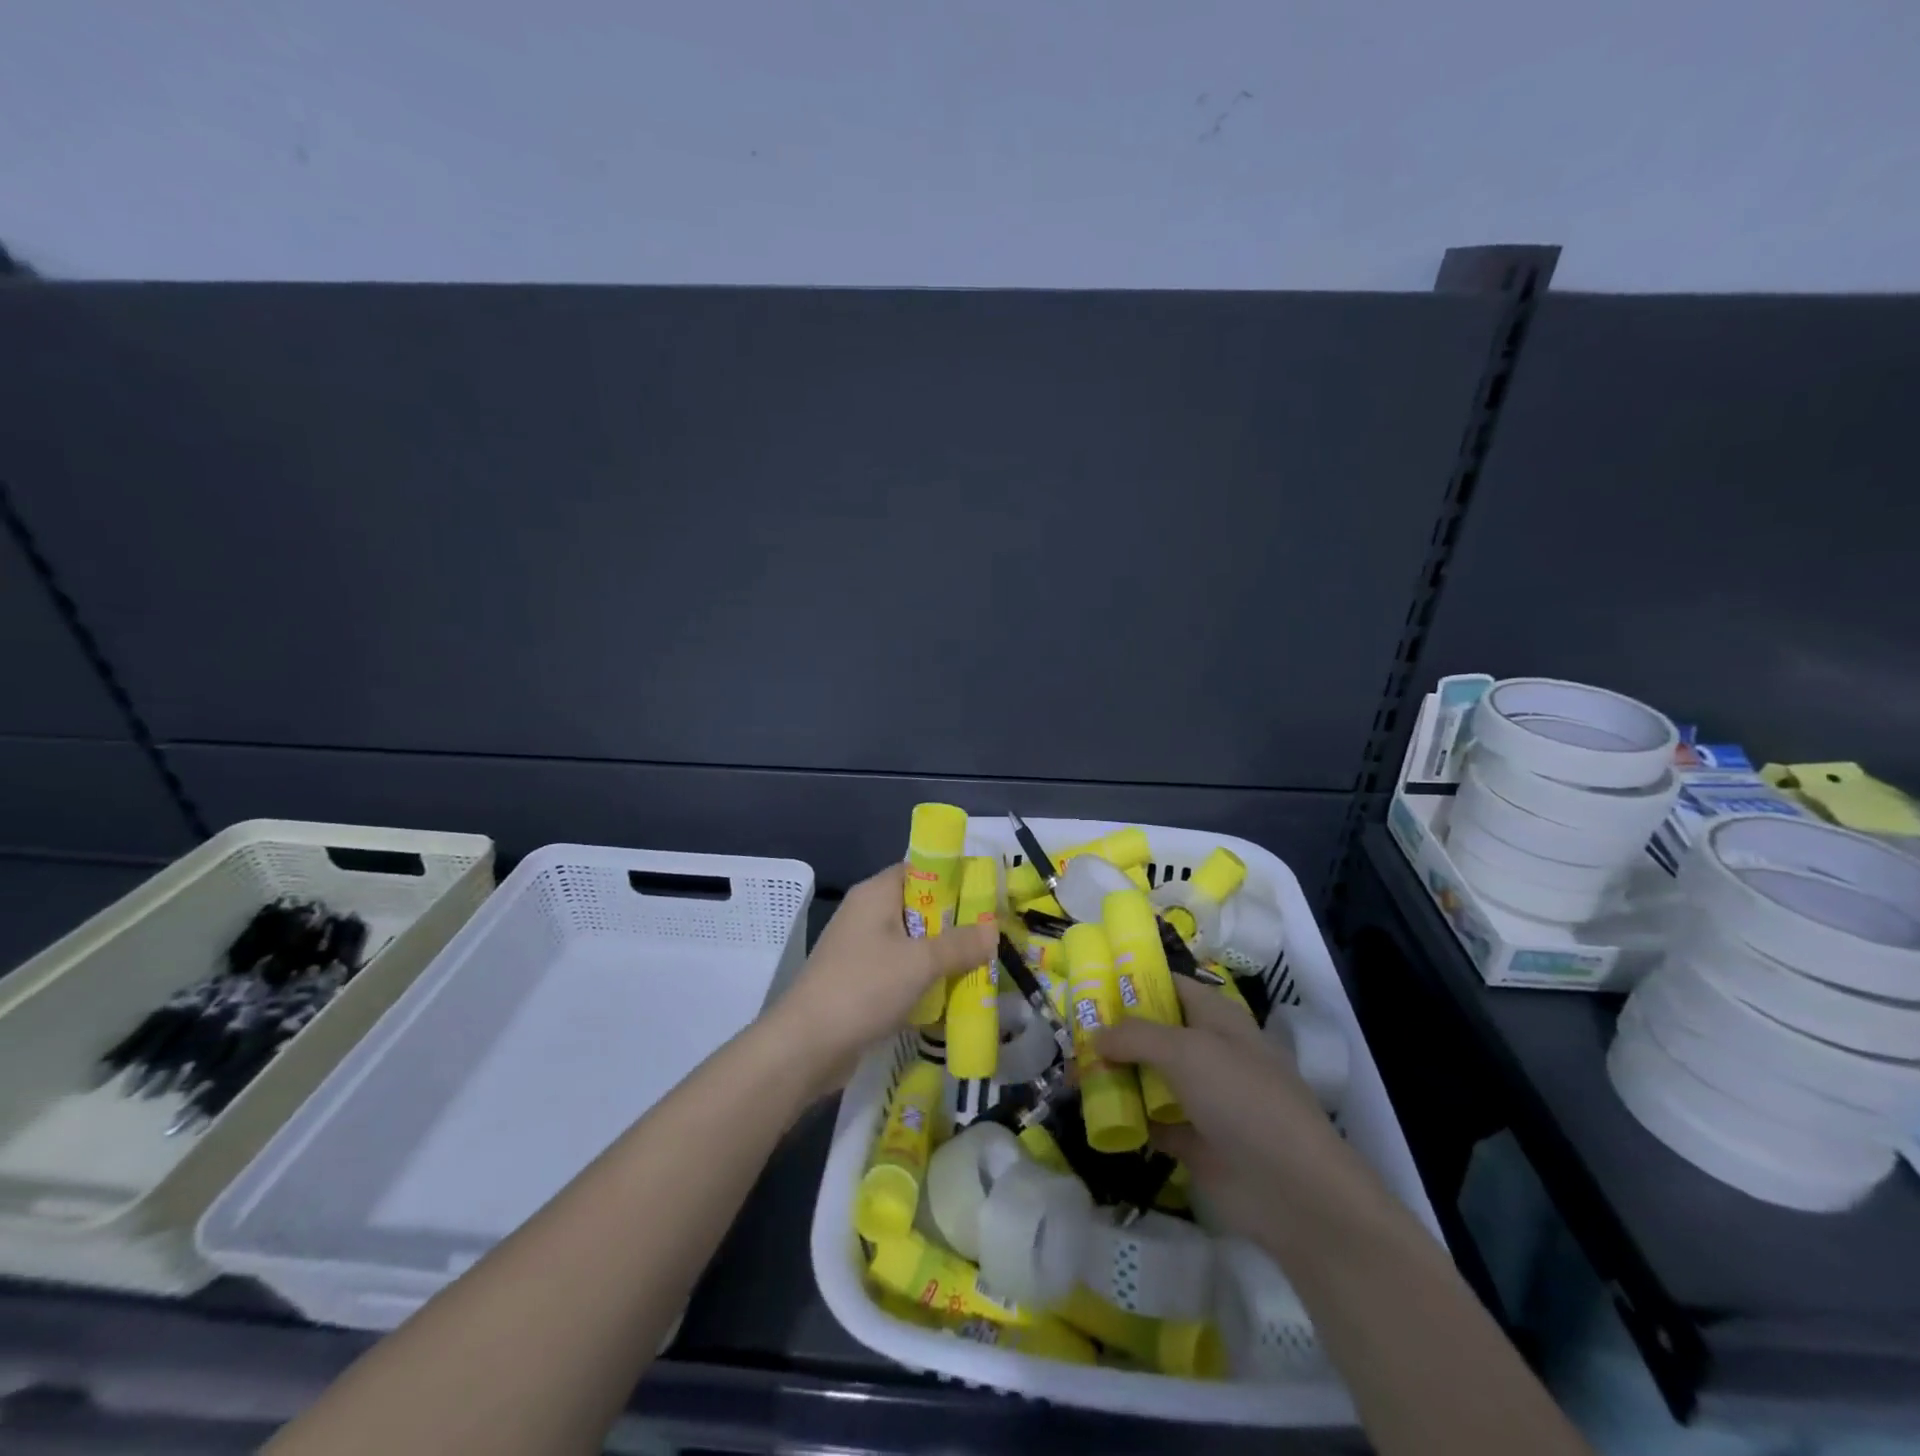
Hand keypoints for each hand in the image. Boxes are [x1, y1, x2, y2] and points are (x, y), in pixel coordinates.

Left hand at [771, 864, 996, 1092]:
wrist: (805, 1046)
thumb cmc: (863, 988)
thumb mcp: (920, 963)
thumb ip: (960, 944)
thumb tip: (994, 930)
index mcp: (876, 893)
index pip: (921, 869)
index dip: (955, 877)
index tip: (988, 894)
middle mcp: (867, 914)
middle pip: (921, 907)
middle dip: (956, 922)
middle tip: (993, 935)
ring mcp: (861, 949)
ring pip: (913, 943)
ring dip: (943, 955)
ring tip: (983, 965)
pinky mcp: (861, 981)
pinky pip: (901, 970)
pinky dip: (925, 979)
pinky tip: (952, 995)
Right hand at [1098, 980, 1374, 1250]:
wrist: (1292, 1191)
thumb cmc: (1243, 1099)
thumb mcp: (1187, 1051)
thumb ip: (1135, 1037)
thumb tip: (1095, 1035)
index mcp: (1217, 1019)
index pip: (1170, 986)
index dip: (1133, 982)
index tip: (1090, 983)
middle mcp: (1209, 1052)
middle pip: (1154, 1033)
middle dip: (1115, 1032)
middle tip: (1071, 1034)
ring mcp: (1203, 1099)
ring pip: (1149, 1077)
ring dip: (1115, 1075)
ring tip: (1071, 1073)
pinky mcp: (1194, 1141)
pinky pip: (1151, 1121)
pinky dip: (1126, 1118)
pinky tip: (1092, 1114)